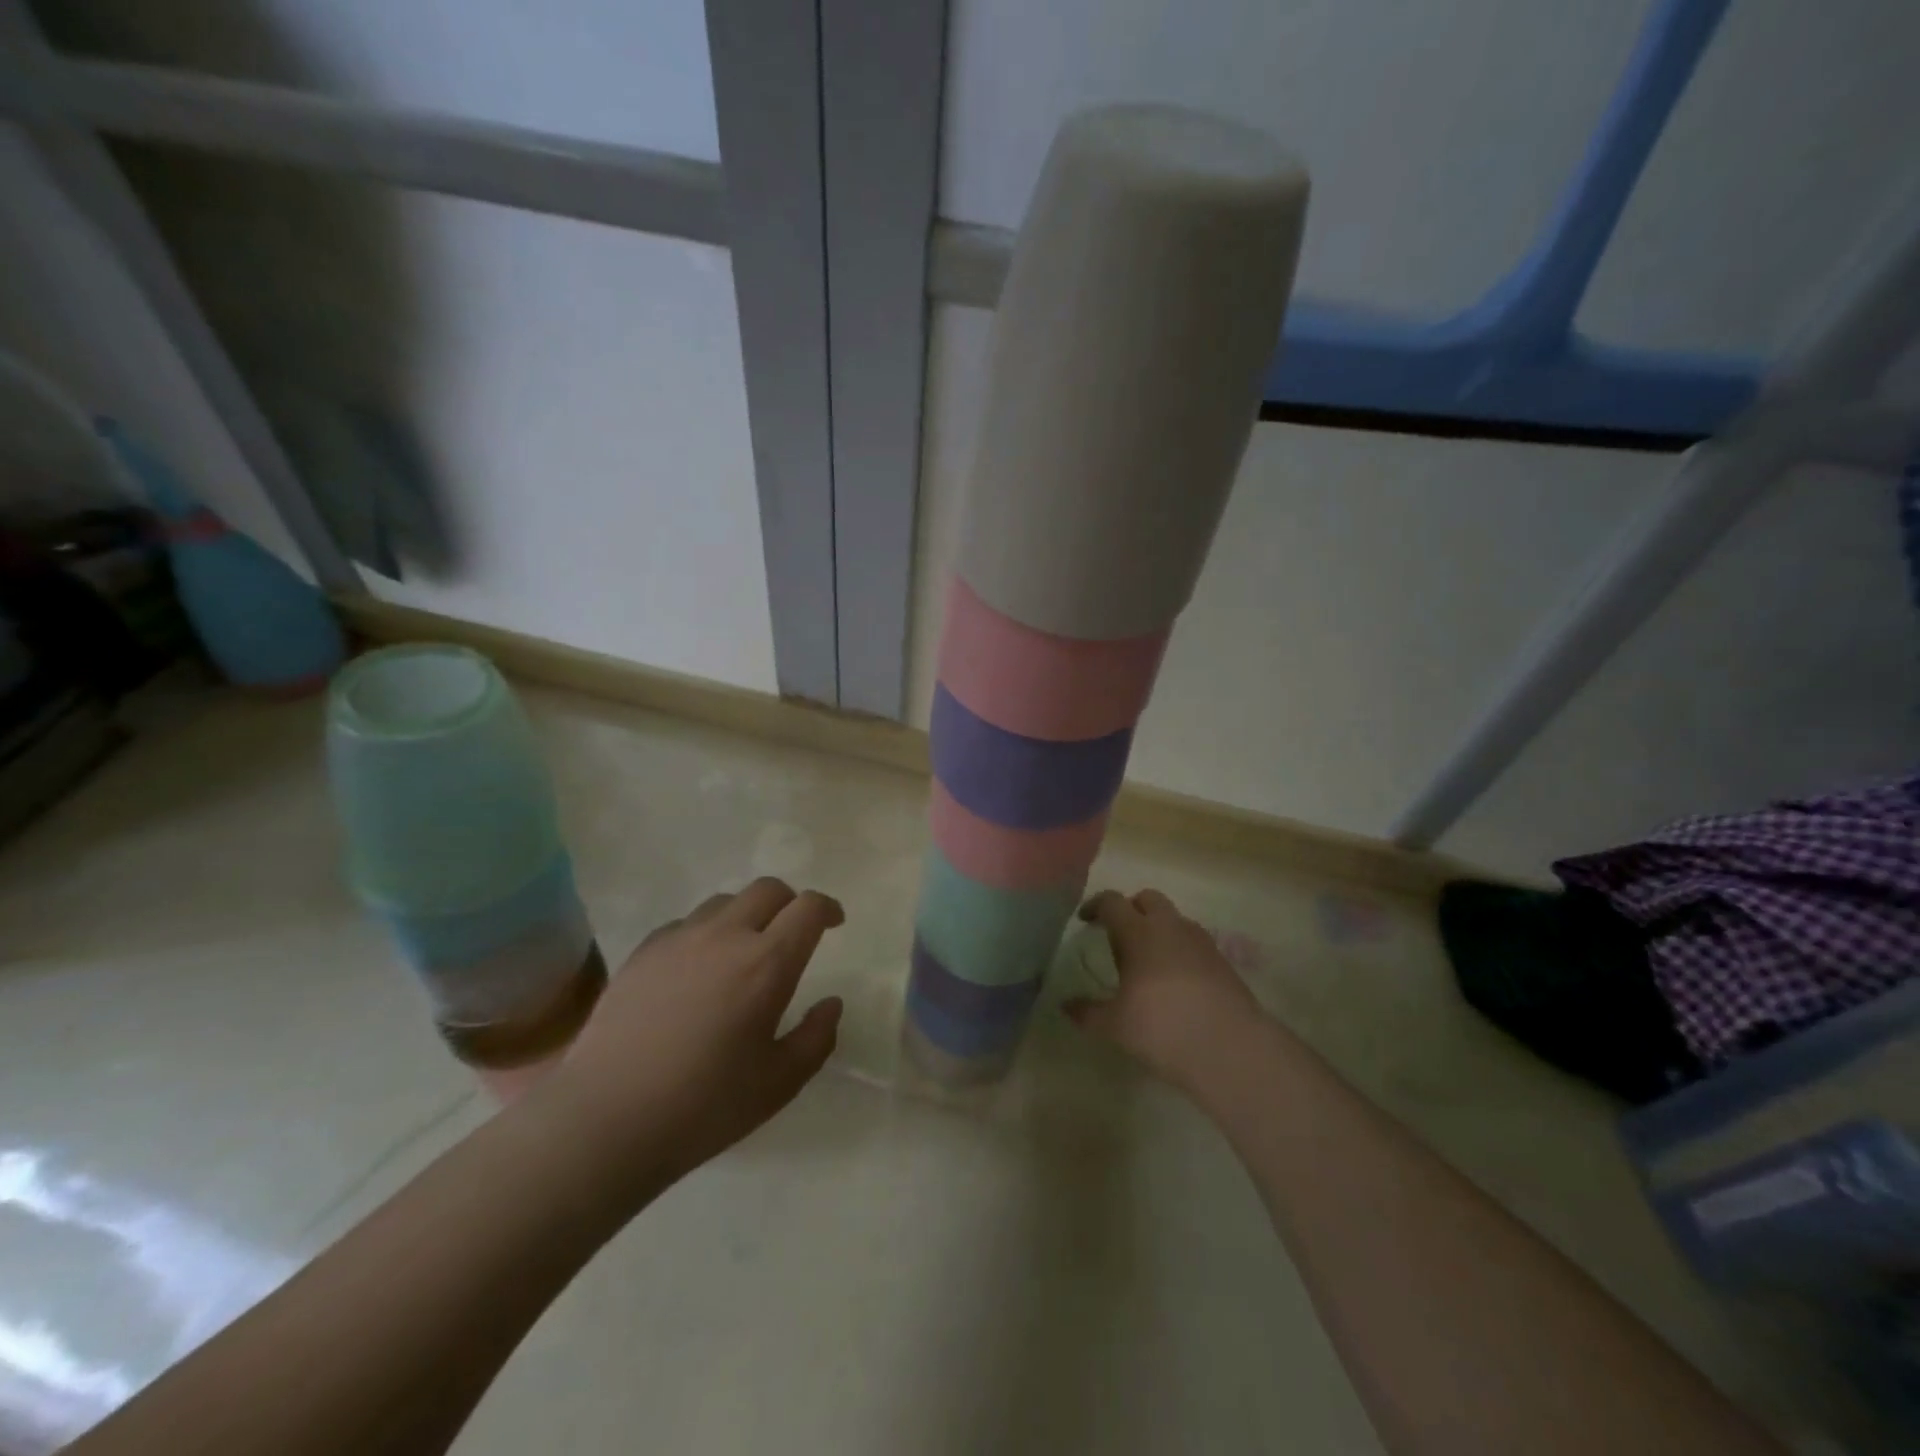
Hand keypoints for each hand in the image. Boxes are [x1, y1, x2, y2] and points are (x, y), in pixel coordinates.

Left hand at [542, 878, 844, 1193]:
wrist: (605, 1119)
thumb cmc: (704, 1106)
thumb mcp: (779, 1083)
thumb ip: (816, 1038)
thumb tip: (831, 1003)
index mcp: (767, 963)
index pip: (809, 908)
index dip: (828, 908)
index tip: (834, 924)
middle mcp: (726, 936)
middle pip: (769, 889)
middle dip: (791, 903)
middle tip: (793, 934)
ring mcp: (679, 939)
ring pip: (726, 901)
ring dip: (747, 915)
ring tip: (744, 951)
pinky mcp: (644, 951)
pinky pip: (686, 923)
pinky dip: (706, 933)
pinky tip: (697, 970)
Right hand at [1065, 888, 1265, 1095]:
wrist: (1231, 1048)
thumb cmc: (1163, 1028)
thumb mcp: (1115, 1026)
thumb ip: (1087, 1013)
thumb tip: (1065, 1005)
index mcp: (1139, 932)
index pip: (1112, 902)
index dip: (1095, 906)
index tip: (1085, 920)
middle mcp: (1170, 927)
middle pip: (1148, 898)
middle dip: (1131, 908)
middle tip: (1118, 934)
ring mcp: (1201, 941)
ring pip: (1174, 918)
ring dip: (1158, 928)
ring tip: (1147, 959)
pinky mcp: (1222, 961)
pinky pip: (1193, 941)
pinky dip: (1179, 948)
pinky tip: (1174, 979)